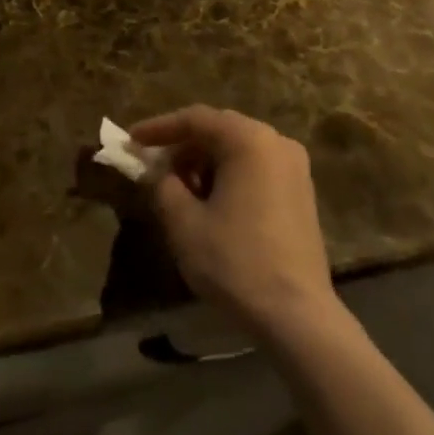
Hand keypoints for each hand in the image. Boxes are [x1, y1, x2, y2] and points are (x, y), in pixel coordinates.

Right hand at [131, 106, 337, 338]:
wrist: (297, 315)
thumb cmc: (235, 261)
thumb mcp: (184, 223)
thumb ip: (163, 186)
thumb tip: (159, 173)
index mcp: (249, 140)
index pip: (195, 119)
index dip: (159, 128)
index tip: (131, 141)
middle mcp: (276, 142)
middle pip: (219, 130)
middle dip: (182, 145)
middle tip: (153, 166)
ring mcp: (294, 167)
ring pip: (238, 149)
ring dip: (205, 162)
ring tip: (180, 189)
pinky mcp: (301, 192)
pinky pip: (256, 168)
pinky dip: (229, 175)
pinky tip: (212, 202)